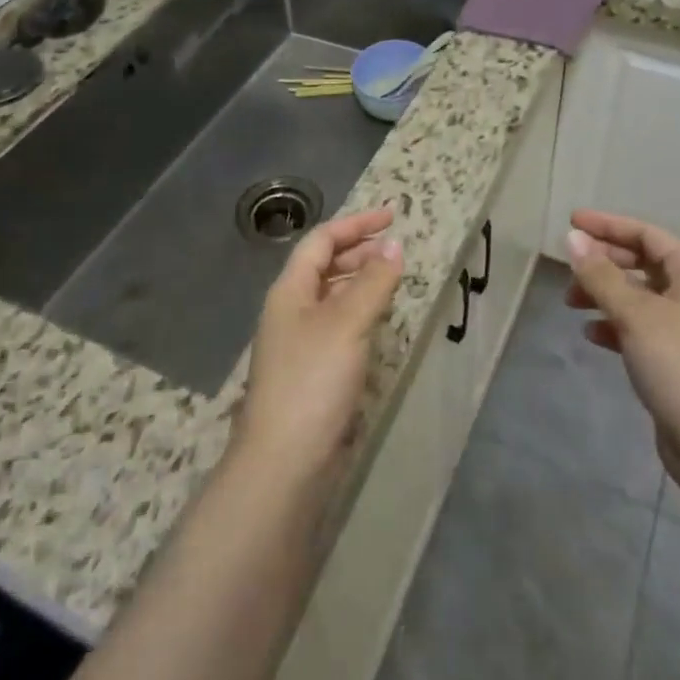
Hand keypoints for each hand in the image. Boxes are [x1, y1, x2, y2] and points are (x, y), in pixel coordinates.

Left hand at [234, 207, 403, 482]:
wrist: (284, 463)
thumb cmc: (312, 380)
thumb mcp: (347, 323)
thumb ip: (373, 281)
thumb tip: (394, 244)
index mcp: (290, 291)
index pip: (321, 241)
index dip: (355, 224)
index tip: (392, 216)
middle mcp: (290, 311)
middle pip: (323, 266)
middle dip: (358, 251)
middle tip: (395, 248)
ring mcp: (299, 343)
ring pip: (331, 296)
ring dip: (360, 281)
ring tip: (392, 279)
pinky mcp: (311, 372)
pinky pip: (338, 325)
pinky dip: (360, 312)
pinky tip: (379, 322)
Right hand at [566, 210, 679, 504]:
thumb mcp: (635, 314)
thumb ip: (600, 276)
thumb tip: (572, 239)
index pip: (648, 235)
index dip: (609, 226)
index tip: (572, 223)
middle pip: (643, 265)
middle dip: (604, 262)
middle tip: (569, 267)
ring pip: (639, 299)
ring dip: (605, 295)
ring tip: (571, 302)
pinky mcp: (677, 364)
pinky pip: (640, 330)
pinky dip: (614, 326)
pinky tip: (591, 335)